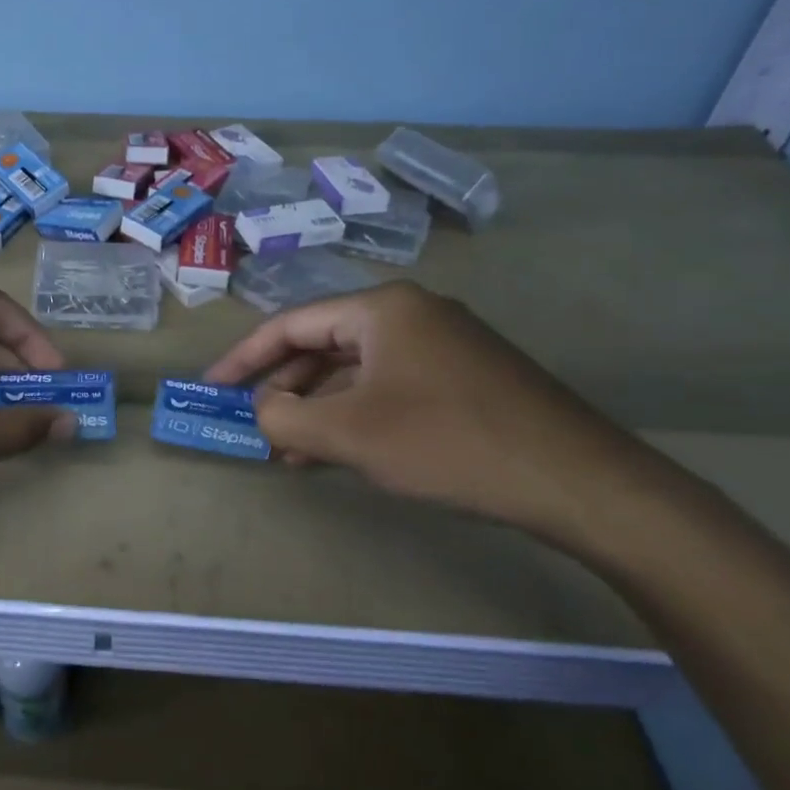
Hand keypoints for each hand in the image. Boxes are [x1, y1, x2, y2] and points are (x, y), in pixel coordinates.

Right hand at [203, 282, 647, 542]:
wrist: (578, 481)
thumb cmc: (448, 443)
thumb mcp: (349, 434)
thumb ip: (284, 419)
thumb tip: (262, 410)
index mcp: (381, 309)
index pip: (291, 324)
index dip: (244, 358)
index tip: (212, 387)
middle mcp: (411, 314)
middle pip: (323, 344)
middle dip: (283, 387)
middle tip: (253, 424)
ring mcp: (444, 345)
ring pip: (356, 371)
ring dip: (318, 407)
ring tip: (288, 450)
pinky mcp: (466, 378)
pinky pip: (389, 387)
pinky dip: (355, 415)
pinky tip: (340, 451)